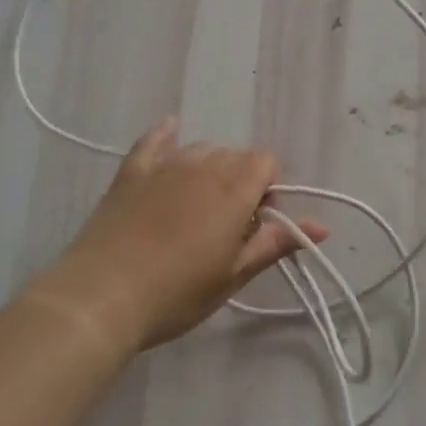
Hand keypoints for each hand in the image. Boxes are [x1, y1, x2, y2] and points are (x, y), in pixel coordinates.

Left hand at [31, 115, 326, 358]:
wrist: (102, 297)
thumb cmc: (177, 293)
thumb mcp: (233, 275)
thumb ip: (276, 243)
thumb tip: (324, 226)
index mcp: (234, 189)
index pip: (266, 162)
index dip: (269, 189)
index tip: (255, 224)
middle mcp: (203, 165)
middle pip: (235, 156)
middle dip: (241, 181)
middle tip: (228, 226)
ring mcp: (164, 165)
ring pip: (201, 149)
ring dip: (210, 168)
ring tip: (197, 207)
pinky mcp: (131, 171)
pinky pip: (154, 140)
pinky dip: (166, 135)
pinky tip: (171, 128)